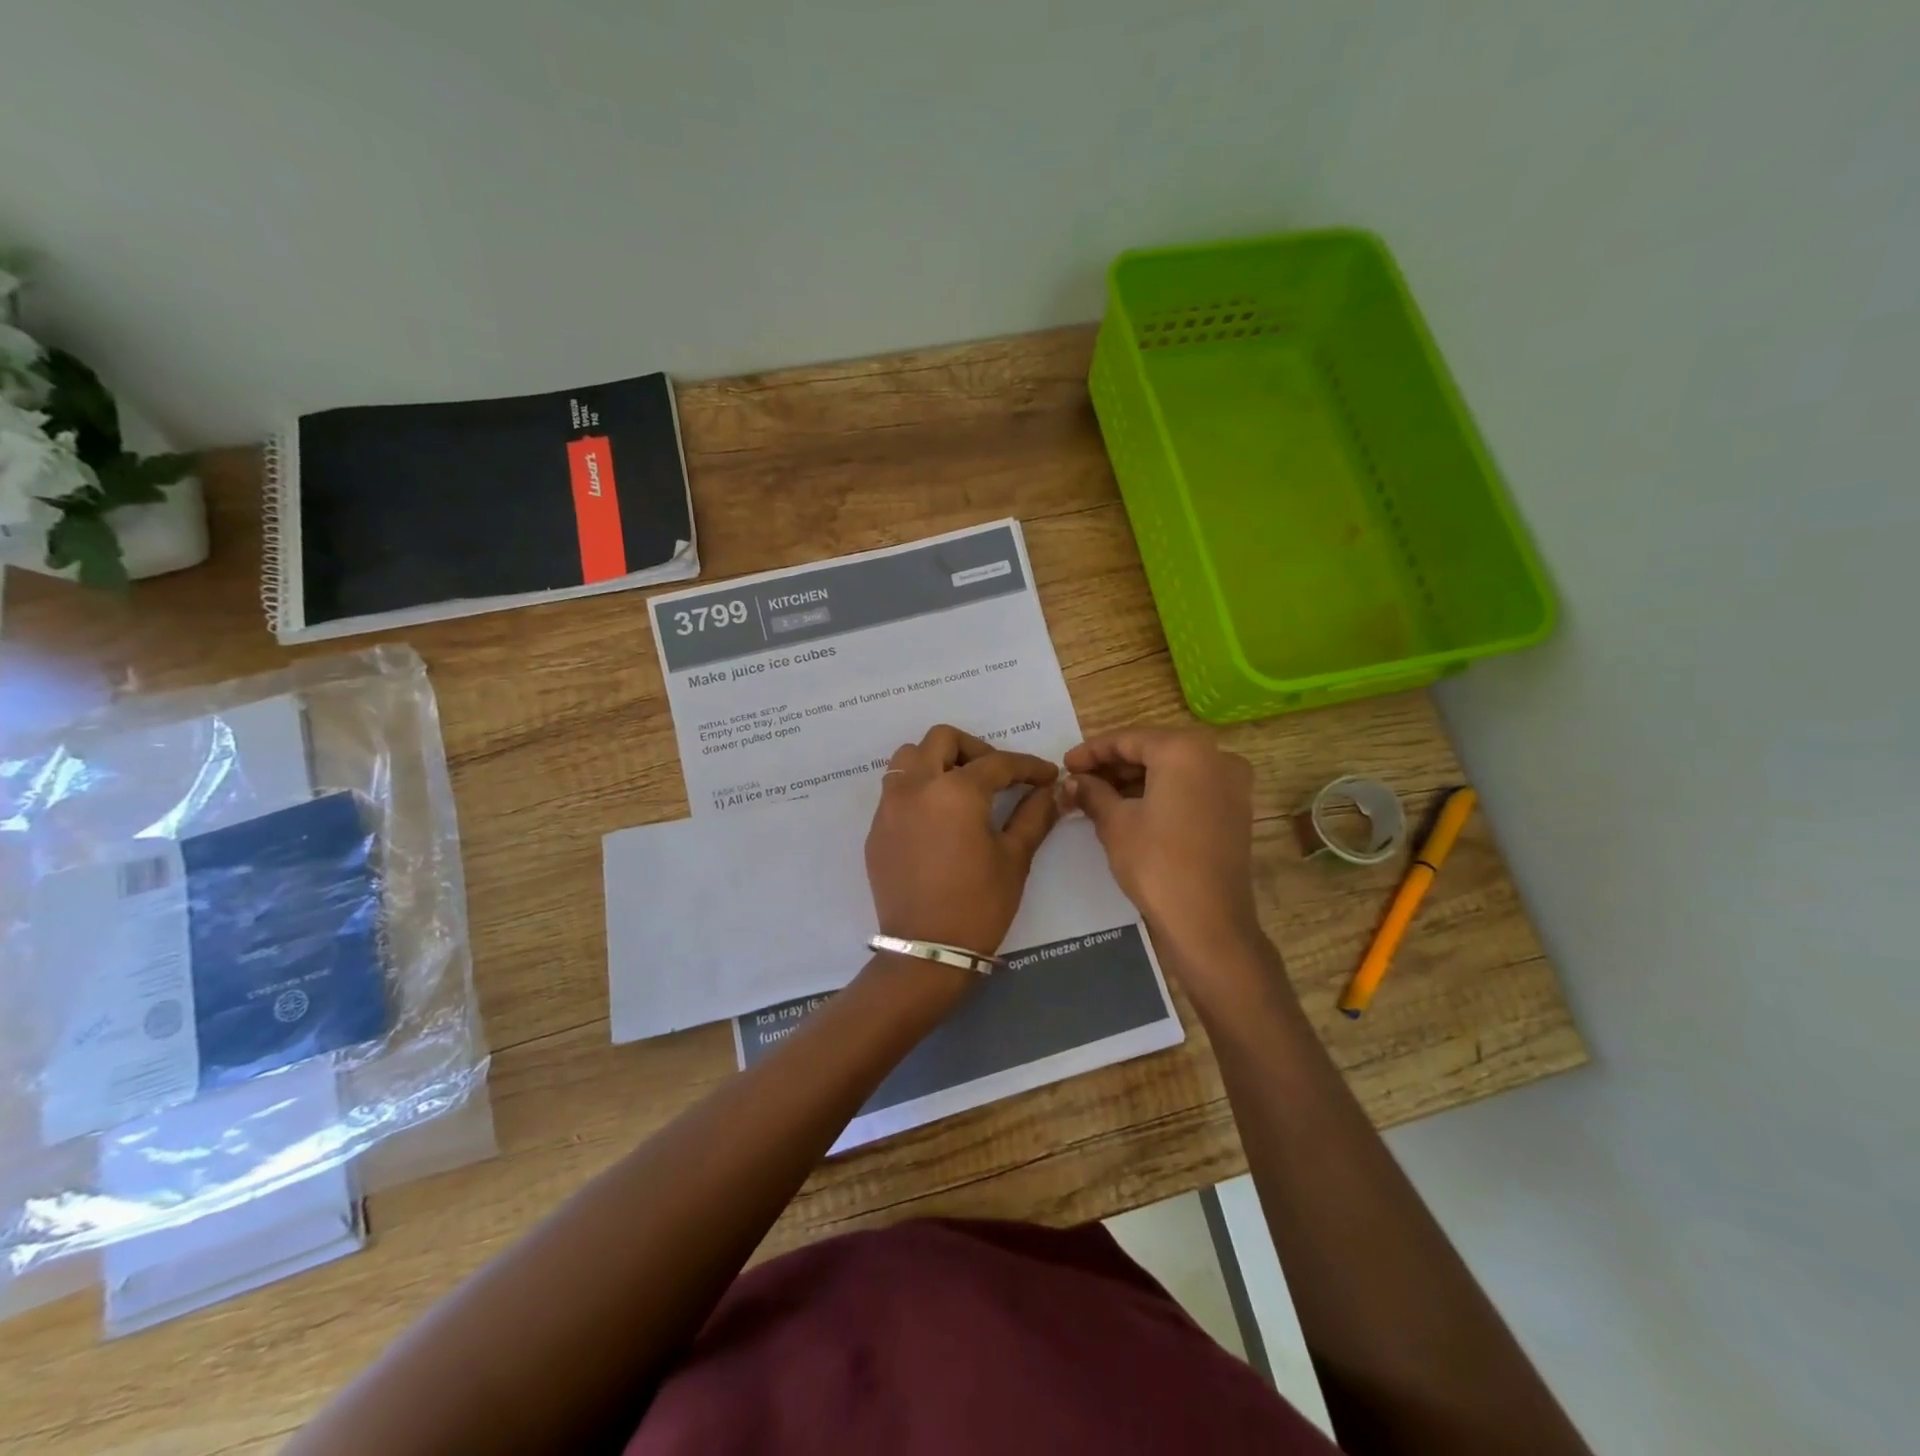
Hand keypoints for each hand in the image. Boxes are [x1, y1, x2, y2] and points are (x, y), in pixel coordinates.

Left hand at [865, 725, 1062, 959]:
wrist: (927, 951)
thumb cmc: (979, 904)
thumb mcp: (1014, 858)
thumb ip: (1034, 816)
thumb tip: (1050, 792)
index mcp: (956, 791)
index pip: (997, 763)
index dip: (1027, 766)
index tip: (1046, 776)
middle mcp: (916, 786)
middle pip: (942, 739)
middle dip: (975, 749)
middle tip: (997, 776)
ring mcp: (890, 806)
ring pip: (909, 758)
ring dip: (937, 761)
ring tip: (961, 789)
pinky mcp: (876, 829)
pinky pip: (896, 790)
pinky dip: (918, 788)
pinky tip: (938, 818)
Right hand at [1062, 728, 1260, 965]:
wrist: (1209, 922)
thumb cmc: (1157, 863)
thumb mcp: (1115, 823)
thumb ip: (1092, 793)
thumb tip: (1072, 781)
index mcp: (1185, 750)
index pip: (1128, 739)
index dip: (1091, 751)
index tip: (1064, 765)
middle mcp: (1215, 756)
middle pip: (1153, 750)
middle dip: (1113, 765)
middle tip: (1078, 781)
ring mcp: (1230, 784)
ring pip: (1172, 770)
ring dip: (1134, 780)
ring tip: (1096, 797)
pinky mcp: (1234, 810)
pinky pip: (1189, 788)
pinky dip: (1159, 793)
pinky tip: (1128, 808)